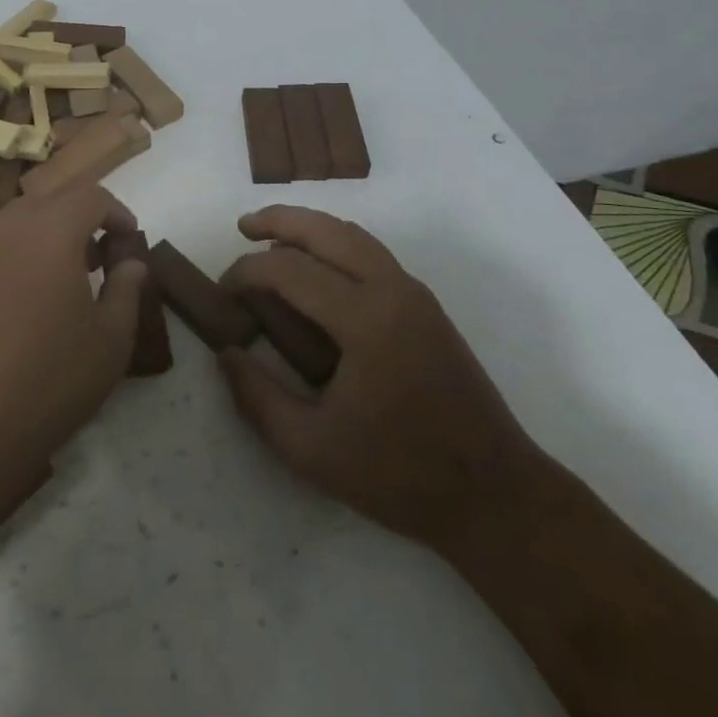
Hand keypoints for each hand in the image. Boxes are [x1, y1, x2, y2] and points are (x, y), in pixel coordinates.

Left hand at [0, 183, 146, 510]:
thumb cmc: (48, 380)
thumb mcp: (110, 341)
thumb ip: (126, 290)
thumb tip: (131, 264)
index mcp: (53, 229)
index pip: (92, 195)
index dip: (118, 212)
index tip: (131, 243)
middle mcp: (11, 226)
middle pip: (55, 199)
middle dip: (85, 218)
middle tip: (104, 257)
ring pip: (23, 218)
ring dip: (52, 232)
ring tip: (70, 276)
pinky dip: (24, 251)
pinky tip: (33, 296)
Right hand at [218, 206, 542, 551]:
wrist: (495, 496)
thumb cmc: (400, 475)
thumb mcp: (310, 449)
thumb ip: (257, 398)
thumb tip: (226, 353)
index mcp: (365, 320)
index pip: (290, 270)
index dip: (247, 273)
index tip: (222, 291)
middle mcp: (392, 290)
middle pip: (327, 230)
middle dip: (280, 220)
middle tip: (243, 227)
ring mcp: (415, 294)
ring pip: (353, 236)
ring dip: (310, 228)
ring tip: (273, 238)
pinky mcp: (426, 306)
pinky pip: (372, 254)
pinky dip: (336, 245)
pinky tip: (317, 270)